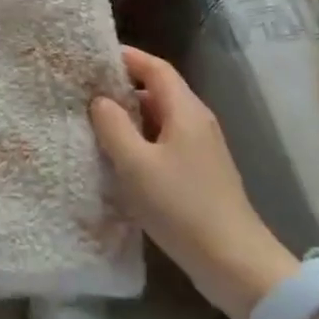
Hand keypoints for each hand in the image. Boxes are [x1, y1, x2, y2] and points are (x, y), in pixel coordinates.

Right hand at [89, 46, 297, 318]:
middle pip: (159, 90)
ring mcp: (201, 148)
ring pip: (161, 118)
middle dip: (123, 86)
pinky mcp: (199, 172)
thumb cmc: (180, 206)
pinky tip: (119, 157)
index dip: (127, 57)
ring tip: (95, 122)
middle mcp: (197, 122)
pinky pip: (165, 141)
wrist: (232, 261)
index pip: (156, 68)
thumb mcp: (135, 164)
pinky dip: (141, 139)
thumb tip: (100, 100)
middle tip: (86, 90)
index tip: (94, 57)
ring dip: (130, 116)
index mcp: (186, 111)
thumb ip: (113, 126)